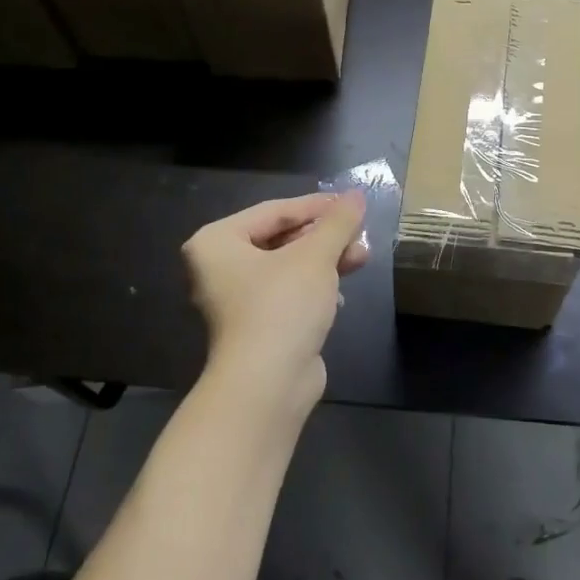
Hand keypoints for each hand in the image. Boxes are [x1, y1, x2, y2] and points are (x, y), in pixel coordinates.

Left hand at [183, 192, 368, 407]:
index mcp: (217, 241)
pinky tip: (341, 293)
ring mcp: (236, 299)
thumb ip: (337, 223)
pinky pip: (288, 293)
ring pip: (288, 266)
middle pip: (281, 237)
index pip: (274, 211)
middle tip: (359, 233)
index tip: (353, 203)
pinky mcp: (256, 325)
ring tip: (361, 258)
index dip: (317, 206)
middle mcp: (219, 267)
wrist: (267, 385)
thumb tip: (357, 195)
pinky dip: (314, 287)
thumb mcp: (315, 256)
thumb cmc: (282, 306)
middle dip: (324, 236)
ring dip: (325, 260)